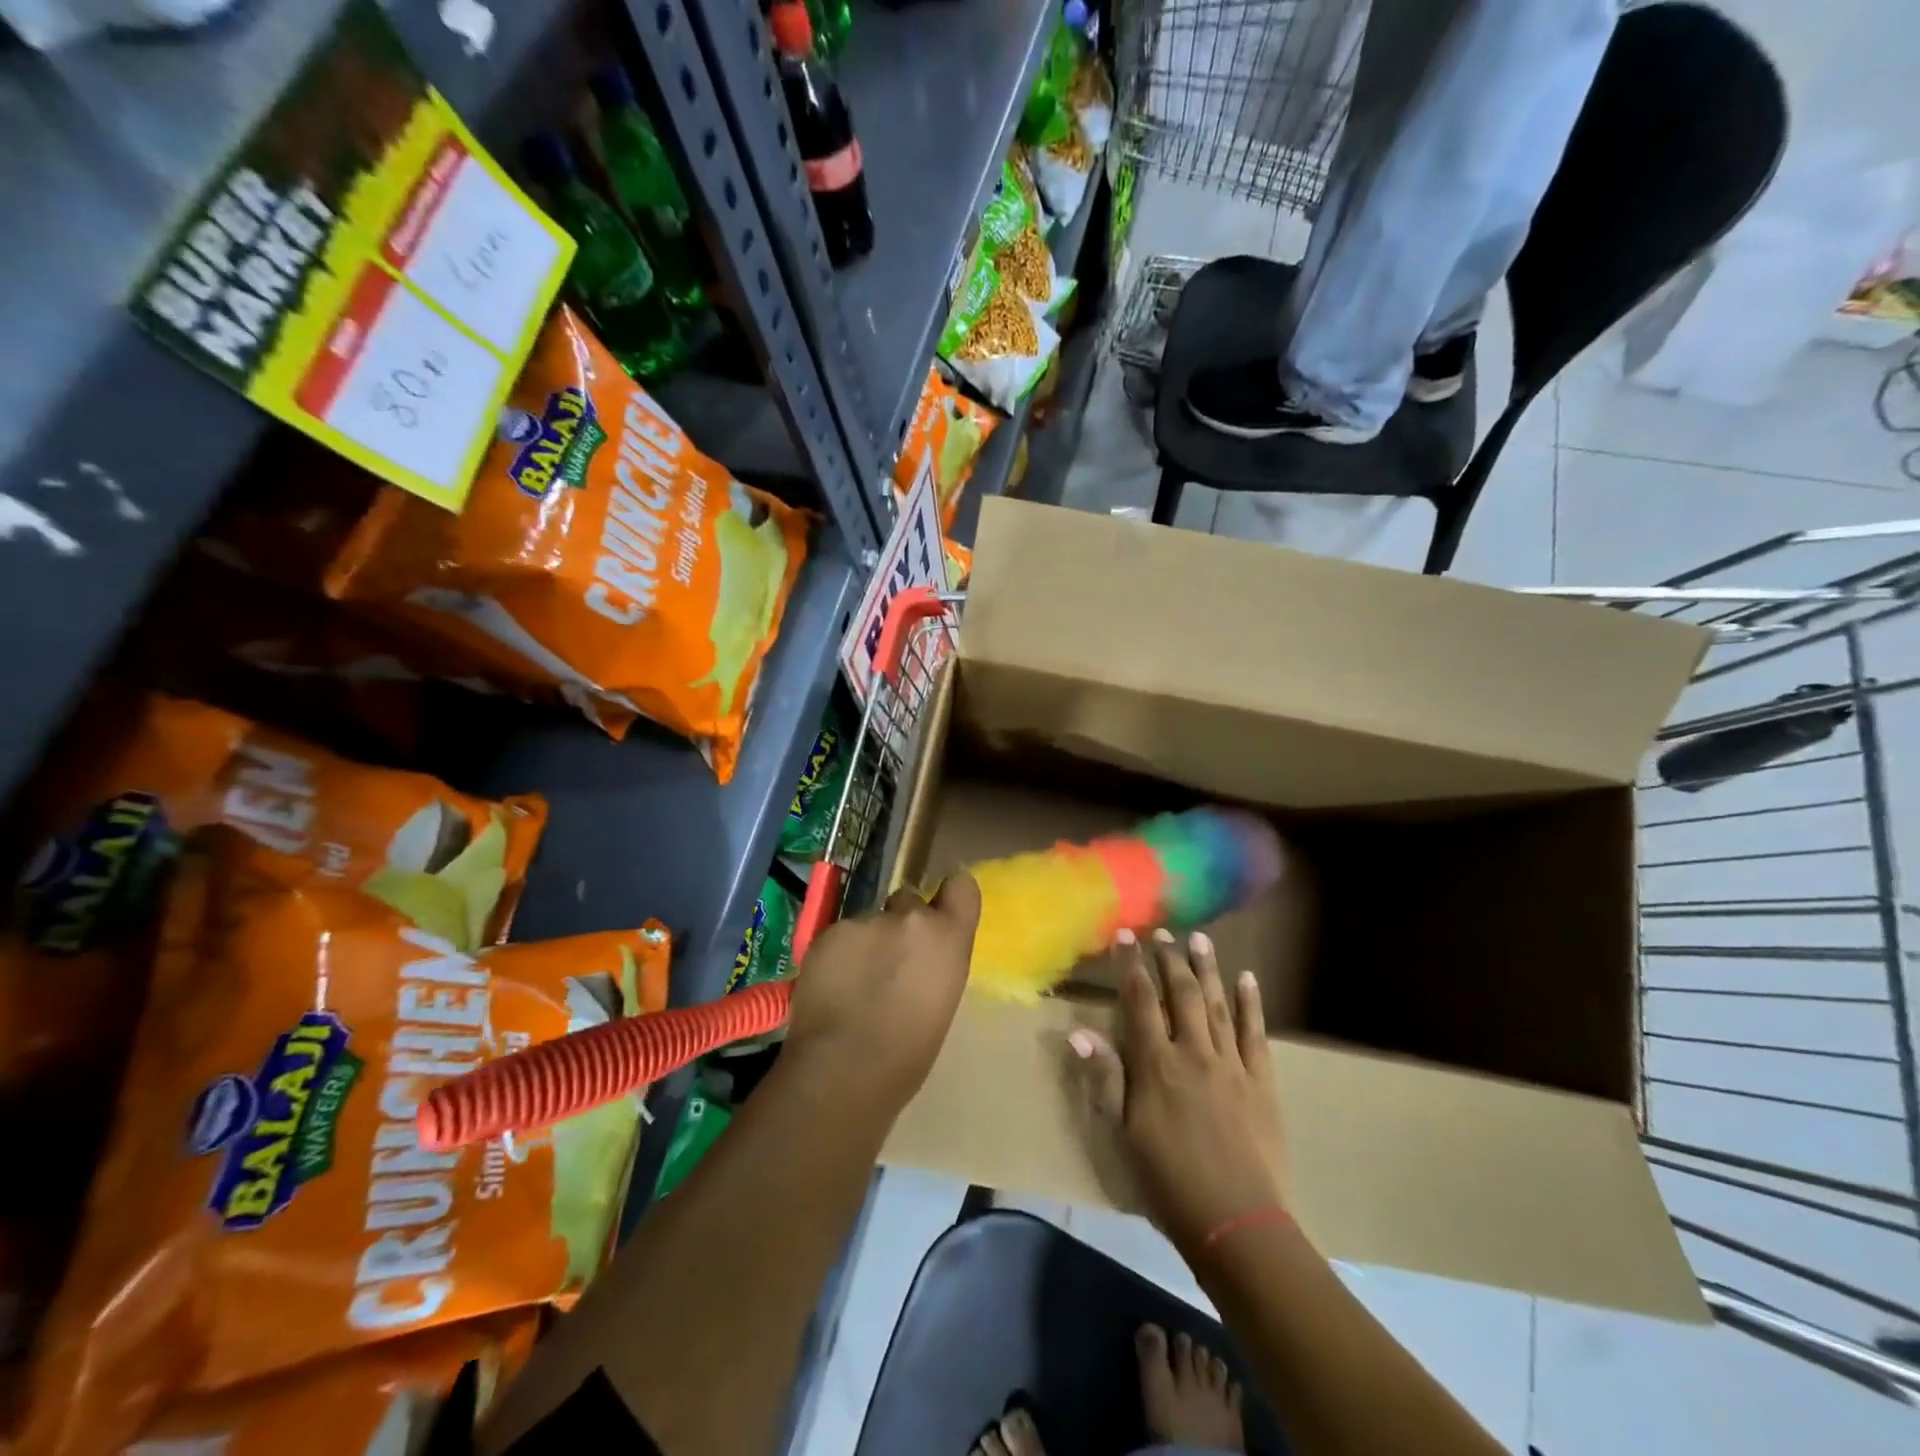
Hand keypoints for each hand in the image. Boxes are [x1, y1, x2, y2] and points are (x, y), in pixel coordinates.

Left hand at [782, 874, 980, 1116]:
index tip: (939, 915)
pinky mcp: (828, 932)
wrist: (843, 1068)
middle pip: (909, 901)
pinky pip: (840, 936)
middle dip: (900, 924)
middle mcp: (910, 917)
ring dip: (867, 943)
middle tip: (889, 964)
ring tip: (854, 984)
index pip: (962, 886)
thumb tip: (922, 956)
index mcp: (948, 937)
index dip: (949, 897)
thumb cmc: (907, 1054)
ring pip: (870, 921)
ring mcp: (865, 920)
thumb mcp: (942, 1000)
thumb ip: (936, 961)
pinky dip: (838, 955)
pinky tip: (832, 988)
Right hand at [1073, 929, 1286, 1254]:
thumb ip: (1105, 1079)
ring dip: (1207, 968)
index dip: (1130, 965)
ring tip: (1199, 938)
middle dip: (1169, 958)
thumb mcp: (1123, 1134)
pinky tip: (1246, 979)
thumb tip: (1079, 1032)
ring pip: (1217, 1003)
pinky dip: (1250, 1003)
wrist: (1238, 1224)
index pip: (1139, 1000)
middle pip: (1180, 993)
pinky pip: (1255, 1032)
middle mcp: (1193, 1052)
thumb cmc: (1168, 1182)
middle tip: (1163, 932)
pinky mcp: (1262, 1080)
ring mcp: (1231, 1063)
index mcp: (1155, 1064)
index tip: (1125, 935)